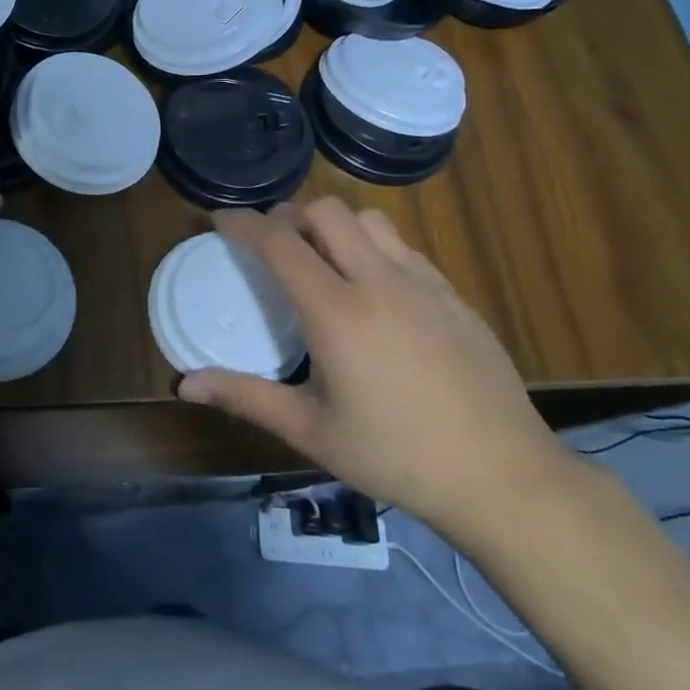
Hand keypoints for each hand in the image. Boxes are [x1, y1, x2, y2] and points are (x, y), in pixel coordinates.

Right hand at [177, 199, 581, 541]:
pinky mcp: (455, 296)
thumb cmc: (396, 456)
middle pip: (326, 211)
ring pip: (371, 219)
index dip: (242, 223)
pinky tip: (373, 290)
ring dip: (335, 225)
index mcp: (337, 312)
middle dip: (289, 215)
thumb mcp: (311, 430)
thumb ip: (246, 397)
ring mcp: (424, 284)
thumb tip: (185, 384)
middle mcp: (379, 282)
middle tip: (270, 244)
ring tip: (320, 259)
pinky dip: (374, 248)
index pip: (279, 242)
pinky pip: (405, 248)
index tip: (219, 220)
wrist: (504, 477)